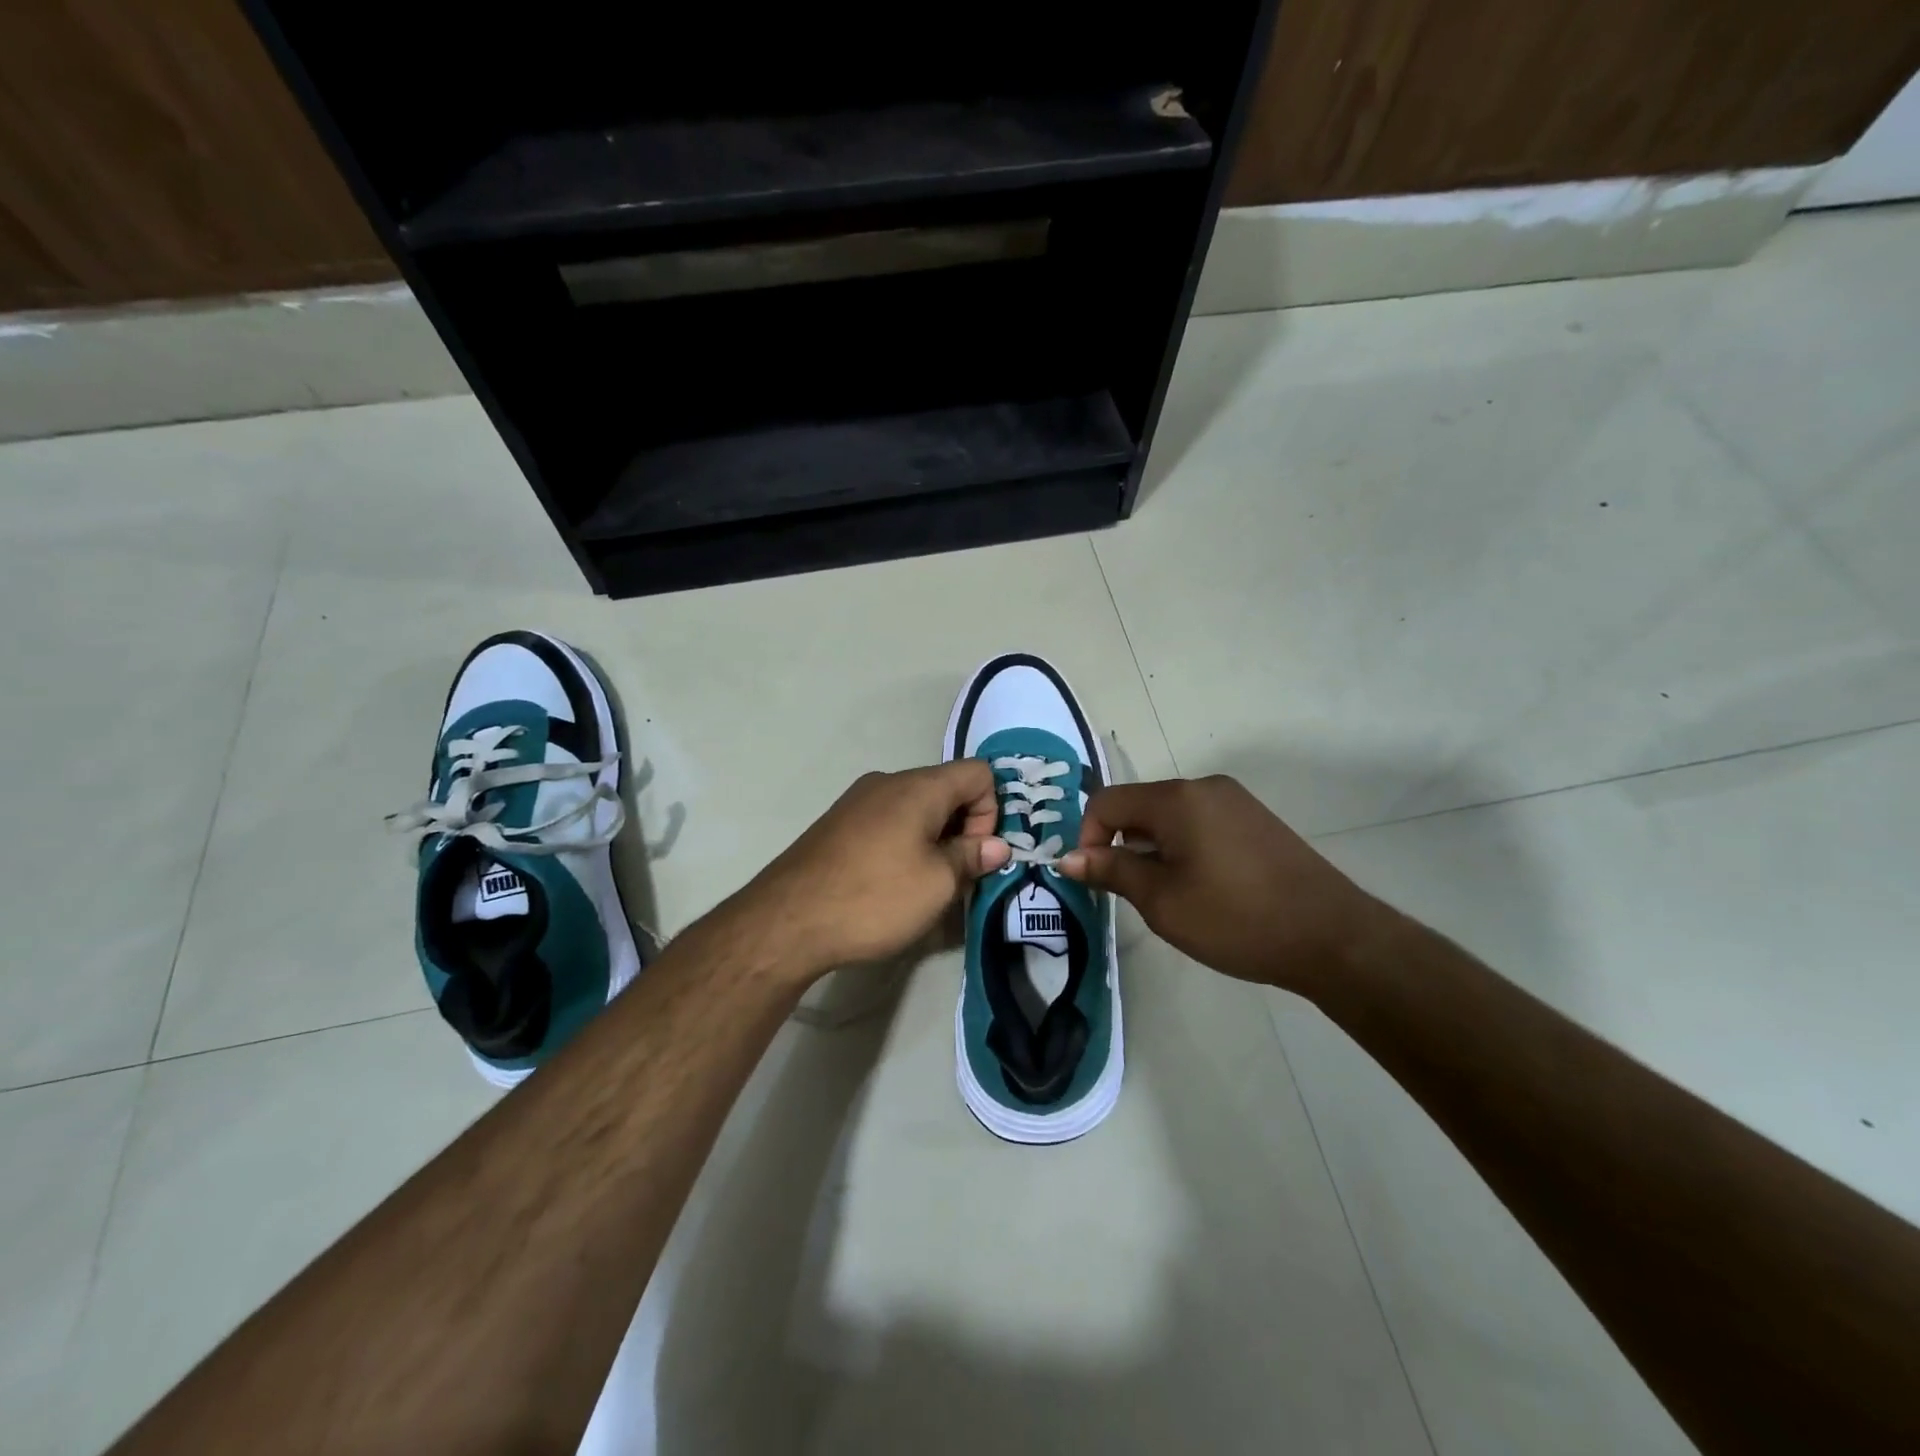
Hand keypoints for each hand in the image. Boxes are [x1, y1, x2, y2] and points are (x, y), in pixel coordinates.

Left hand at [729, 760, 1010, 980]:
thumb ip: (972, 857)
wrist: (786, 921)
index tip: (975, 854)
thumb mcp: (937, 884)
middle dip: (963, 828)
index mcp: (918, 787)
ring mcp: (858, 800)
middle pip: (947, 788)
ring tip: (924, 885)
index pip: (979, 773)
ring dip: (934, 839)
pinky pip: (888, 820)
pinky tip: (890, 883)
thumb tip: (997, 845)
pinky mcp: (838, 823)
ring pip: (917, 807)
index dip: (991, 811)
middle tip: (956, 876)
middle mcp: (888, 782)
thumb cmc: (873, 897)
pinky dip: (904, 843)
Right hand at [1059, 775, 1384, 993]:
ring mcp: (1235, 801)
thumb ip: (1112, 871)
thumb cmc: (1236, 918)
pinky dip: (1184, 848)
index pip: (1107, 801)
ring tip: (1170, 896)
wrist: (1332, 937)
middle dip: (1122, 845)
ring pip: (1170, 817)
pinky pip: (1200, 823)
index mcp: (1177, 798)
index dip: (1089, 837)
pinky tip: (1203, 887)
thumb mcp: (1162, 900)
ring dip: (1153, 849)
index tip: (1096, 879)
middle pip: (1139, 806)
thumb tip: (1068, 857)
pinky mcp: (1256, 820)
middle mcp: (1205, 787)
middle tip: (1133, 893)